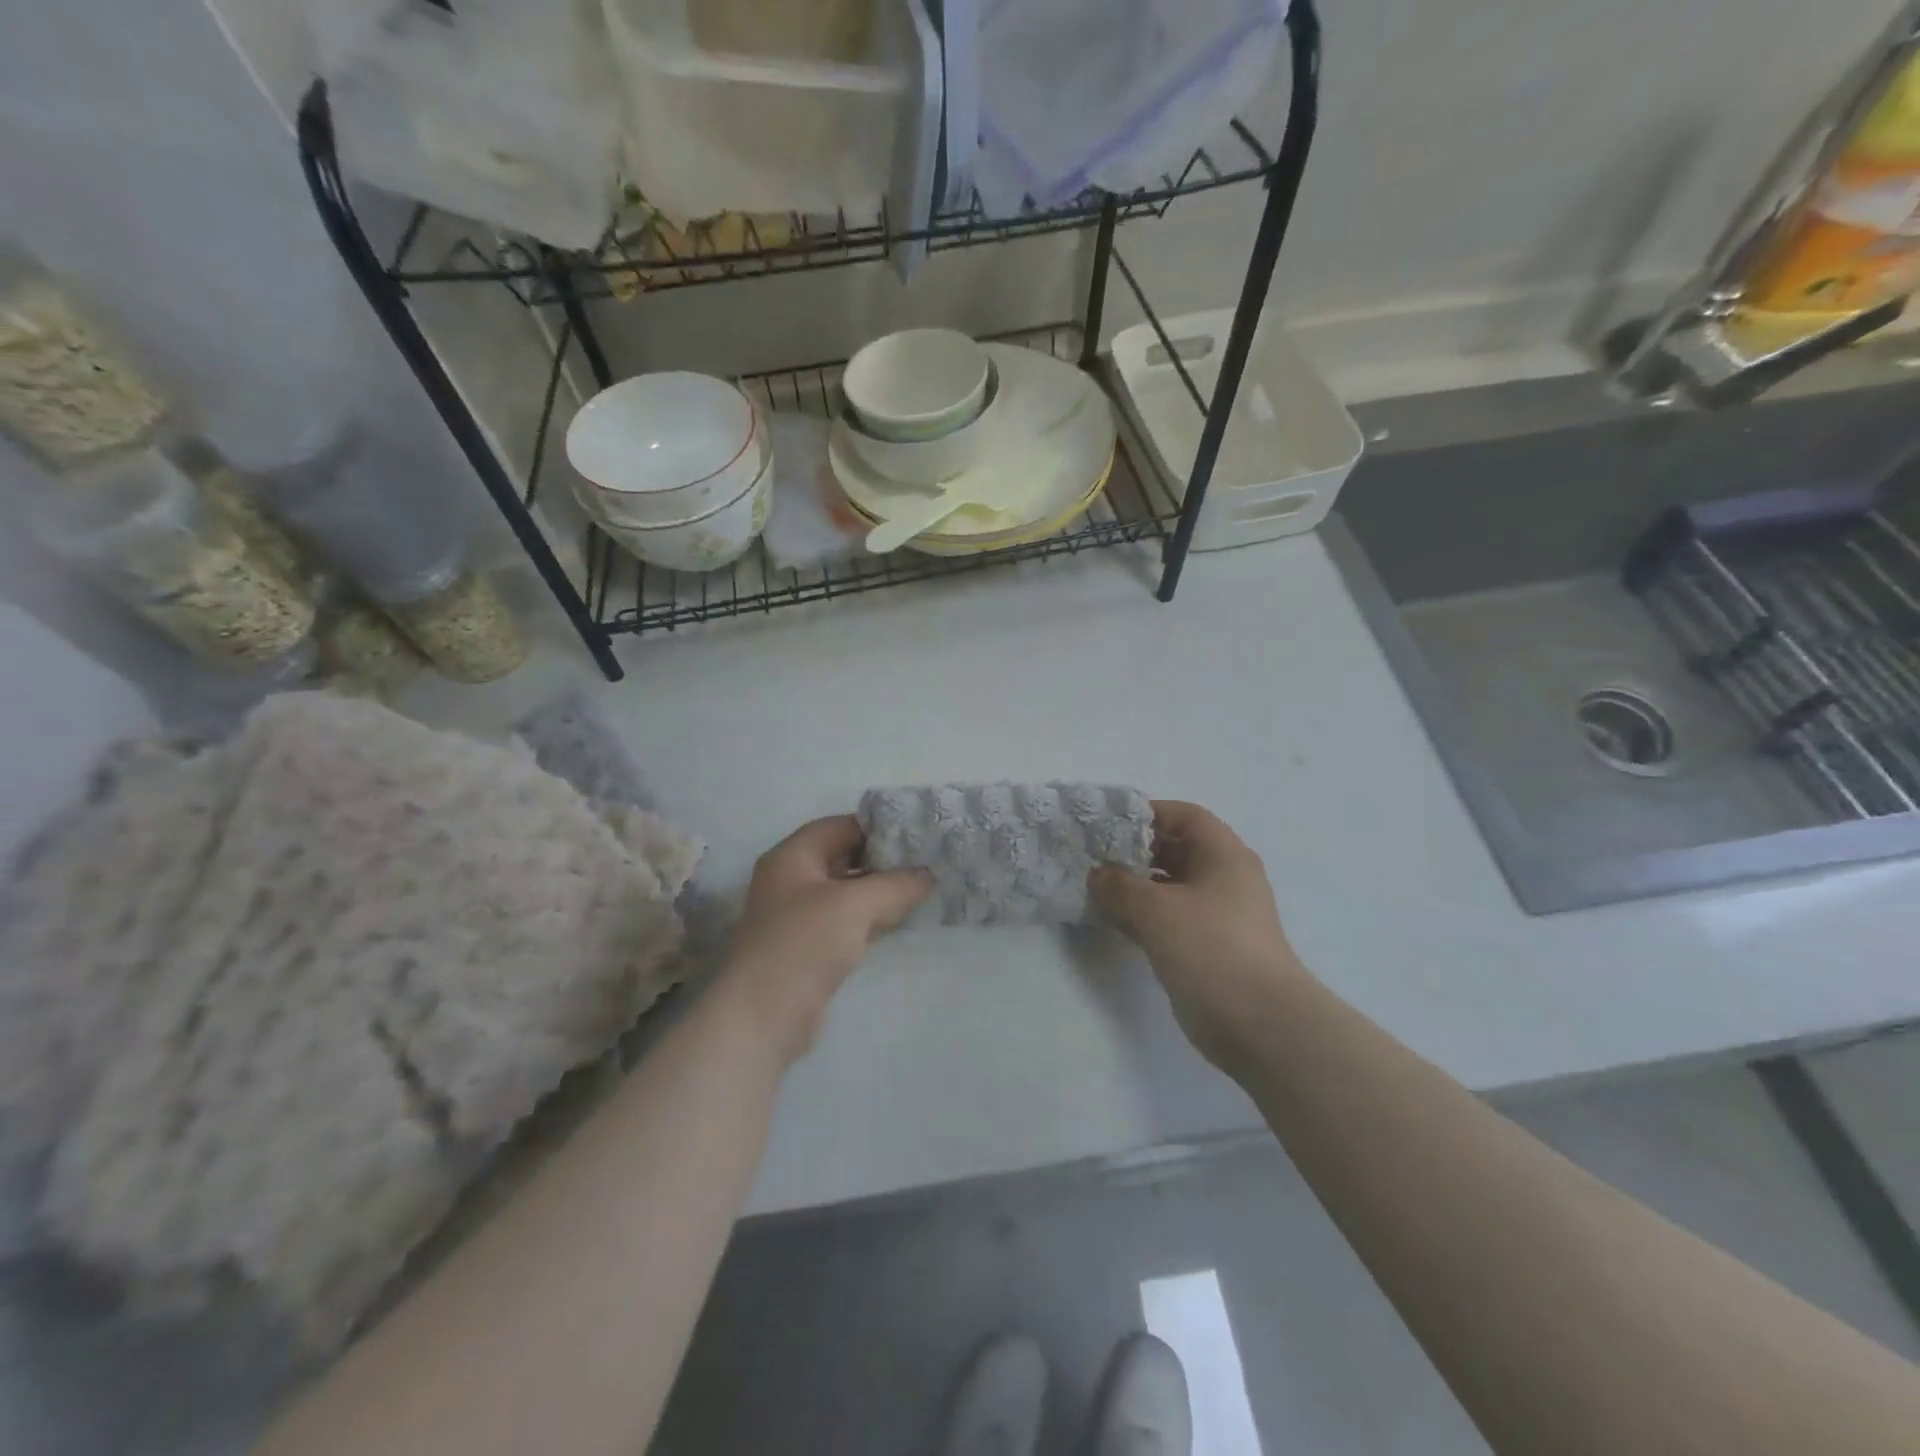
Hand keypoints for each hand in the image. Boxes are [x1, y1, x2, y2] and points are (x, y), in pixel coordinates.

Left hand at [717, 816, 931, 1063]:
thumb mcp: (854, 905)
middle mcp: (793, 880)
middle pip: (845, 857)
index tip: (918, 831)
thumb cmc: (803, 944)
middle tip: (928, 858)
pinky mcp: (811, 947)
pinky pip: (848, 920)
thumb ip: (895, 884)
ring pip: (849, 891)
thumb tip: (929, 874)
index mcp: (792, 856)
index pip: (840, 826)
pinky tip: (903, 917)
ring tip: (925, 884)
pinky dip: (873, 916)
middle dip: (884, 858)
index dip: (878, 826)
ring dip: (882, 889)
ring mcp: (800, 916)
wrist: (762, 1017)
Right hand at [1089, 801, 1307, 1068]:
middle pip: (1177, 849)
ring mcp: (1217, 915)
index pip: (1185, 816)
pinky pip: (1170, 918)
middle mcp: (1224, 878)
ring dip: (1136, 886)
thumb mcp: (1156, 908)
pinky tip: (1112, 919)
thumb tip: (1098, 874)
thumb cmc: (1210, 947)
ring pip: (1170, 887)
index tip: (1110, 824)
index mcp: (1223, 855)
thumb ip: (1120, 885)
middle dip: (1136, 850)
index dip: (1148, 814)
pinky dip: (1143, 915)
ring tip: (1096, 888)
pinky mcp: (1207, 947)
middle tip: (1095, 856)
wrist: (1258, 1022)